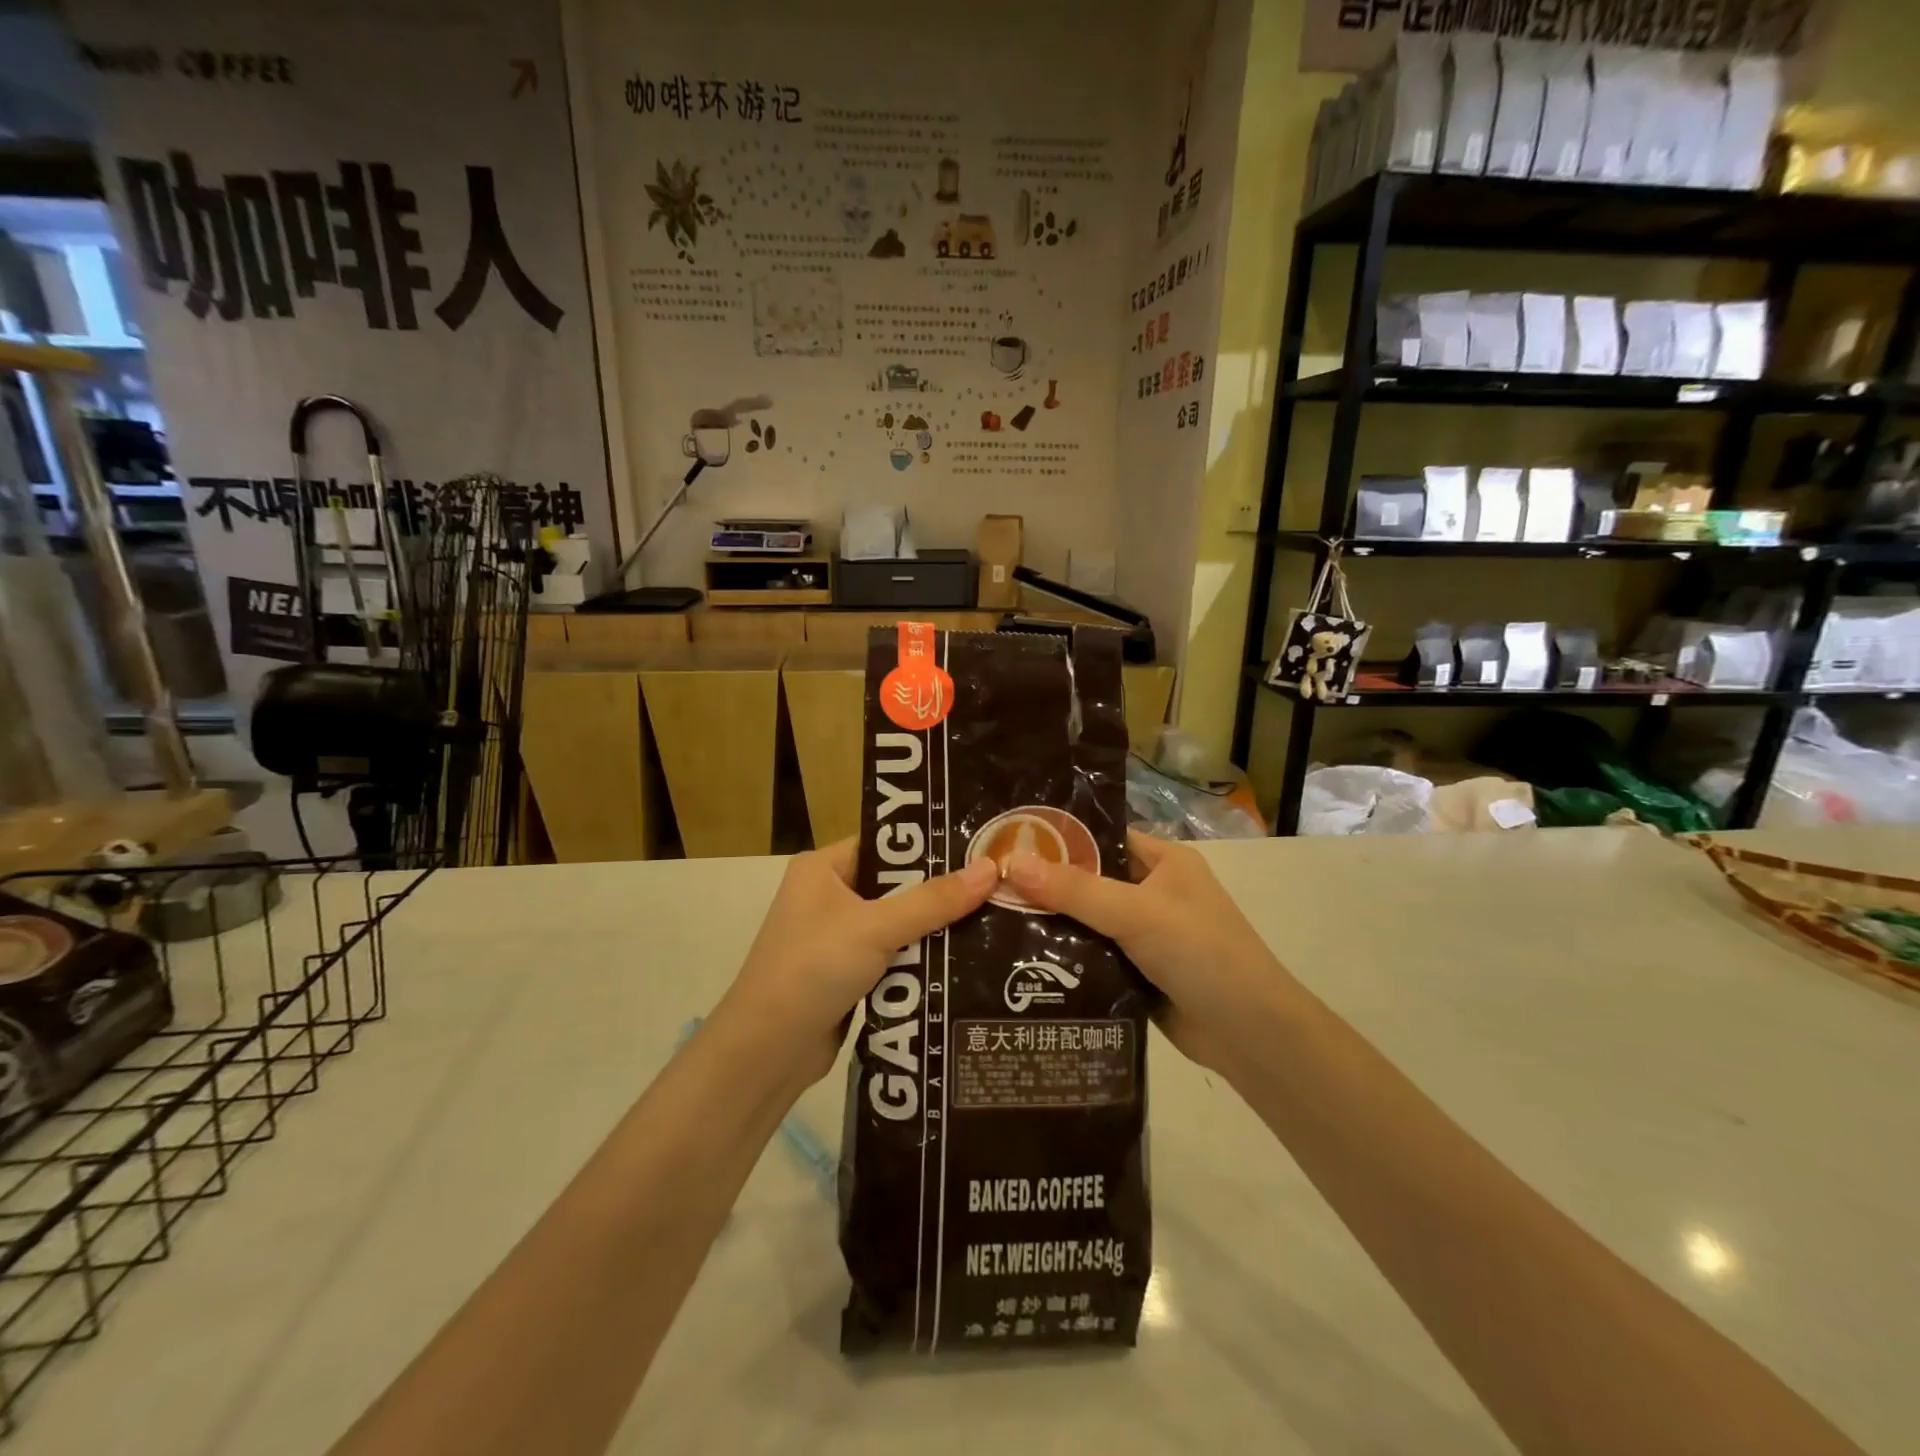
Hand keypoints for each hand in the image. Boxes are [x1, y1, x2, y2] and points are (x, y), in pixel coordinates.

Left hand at [715, 840, 998, 1084]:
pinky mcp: (845, 974)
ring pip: (897, 923)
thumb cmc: (814, 969)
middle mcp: (827, 895)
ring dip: (933, 928)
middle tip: (995, 886)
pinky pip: (892, 955)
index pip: (885, 843)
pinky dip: (918, 959)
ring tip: (991, 920)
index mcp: (823, 868)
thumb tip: (991, 868)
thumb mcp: (877, 927)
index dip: (929, 845)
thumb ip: (935, 900)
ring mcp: (835, 937)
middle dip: (939, 891)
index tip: (978, 847)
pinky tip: (961, 959)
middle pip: (895, 884)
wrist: (767, 1052)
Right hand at [1006, 830, 1289, 1070]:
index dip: (1059, 839)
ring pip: (1087, 921)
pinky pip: (1092, 956)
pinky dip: (1064, 959)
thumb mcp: (1137, 912)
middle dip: (1046, 886)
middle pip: (1089, 881)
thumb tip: (1011, 864)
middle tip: (989, 885)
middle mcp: (1153, 892)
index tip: (1007, 843)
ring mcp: (1145, 935)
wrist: (1250, 1034)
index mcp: (1164, 861)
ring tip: (991, 919)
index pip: (1102, 837)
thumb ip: (1075, 890)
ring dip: (1051, 925)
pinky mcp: (1136, 973)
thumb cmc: (1201, 953)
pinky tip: (1020, 960)